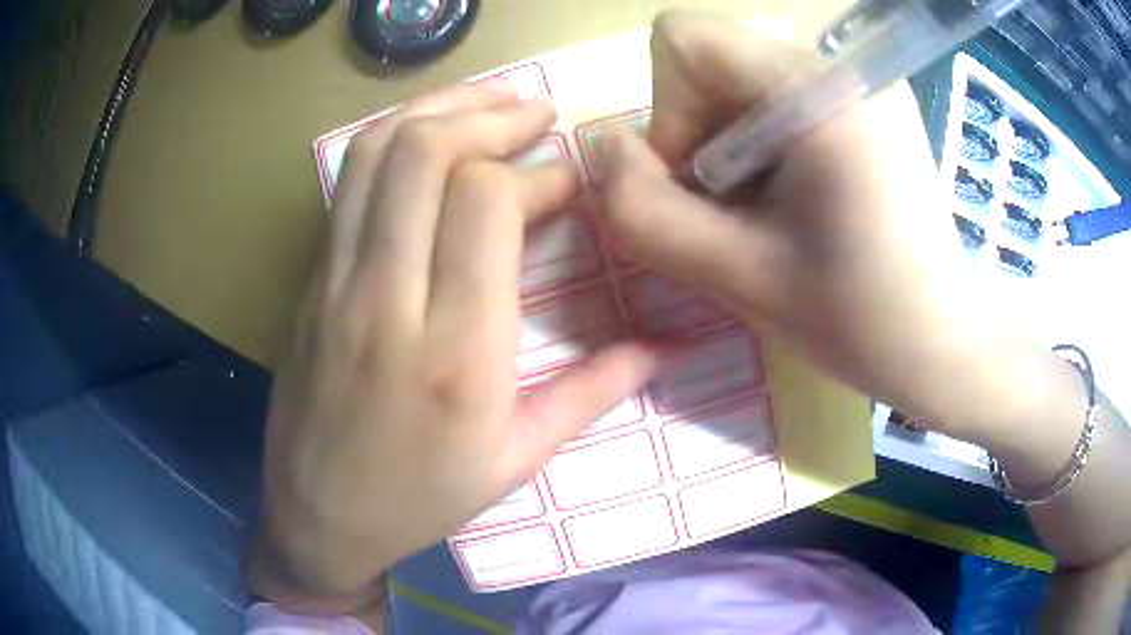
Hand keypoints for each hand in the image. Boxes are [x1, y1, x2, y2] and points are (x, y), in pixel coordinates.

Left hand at [246, 81, 655, 614]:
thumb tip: (659, 348)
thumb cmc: (419, 499)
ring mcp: (335, 282)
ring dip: (437, 108)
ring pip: (377, 154)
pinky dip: (394, 138)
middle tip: (536, 112)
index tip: (570, 181)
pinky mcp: (310, 279)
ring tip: (487, 101)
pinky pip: (349, 184)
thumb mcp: (514, 462)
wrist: (317, 515)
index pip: (488, 202)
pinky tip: (430, 137)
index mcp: (456, 353)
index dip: (539, 172)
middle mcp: (388, 299)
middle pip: (427, 154)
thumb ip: (590, 395)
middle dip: (490, 114)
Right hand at [601, 11, 1008, 436]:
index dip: (670, 112)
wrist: (946, 343)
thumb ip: (644, 212)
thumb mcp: (737, 277)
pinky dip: (766, 148)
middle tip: (740, 214)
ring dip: (732, 148)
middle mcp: (841, 66)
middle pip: (713, 61)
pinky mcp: (870, 105)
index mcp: (816, 90)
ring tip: (776, 215)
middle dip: (701, 136)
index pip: (683, 39)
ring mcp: (861, 82)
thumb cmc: (860, 321)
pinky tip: (801, 202)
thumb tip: (608, 151)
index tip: (705, 185)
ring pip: (743, 82)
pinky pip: (782, 99)